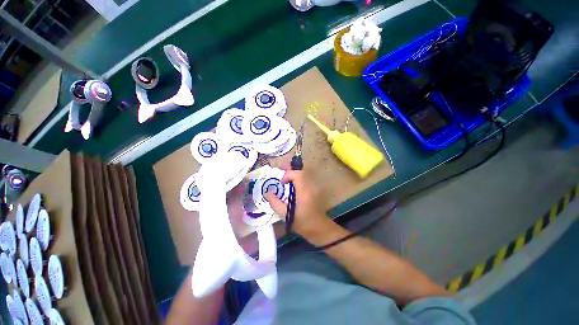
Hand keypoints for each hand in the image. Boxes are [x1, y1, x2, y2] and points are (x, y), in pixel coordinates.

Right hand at [265, 170, 330, 238]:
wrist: (320, 229)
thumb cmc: (302, 223)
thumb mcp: (286, 215)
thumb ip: (275, 203)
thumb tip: (267, 193)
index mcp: (304, 191)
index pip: (297, 175)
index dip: (287, 175)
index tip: (281, 183)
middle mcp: (311, 186)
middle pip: (301, 172)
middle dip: (290, 173)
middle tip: (282, 179)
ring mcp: (315, 187)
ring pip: (304, 175)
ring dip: (295, 176)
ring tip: (286, 182)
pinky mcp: (316, 190)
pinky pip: (307, 180)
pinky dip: (299, 180)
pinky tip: (294, 187)